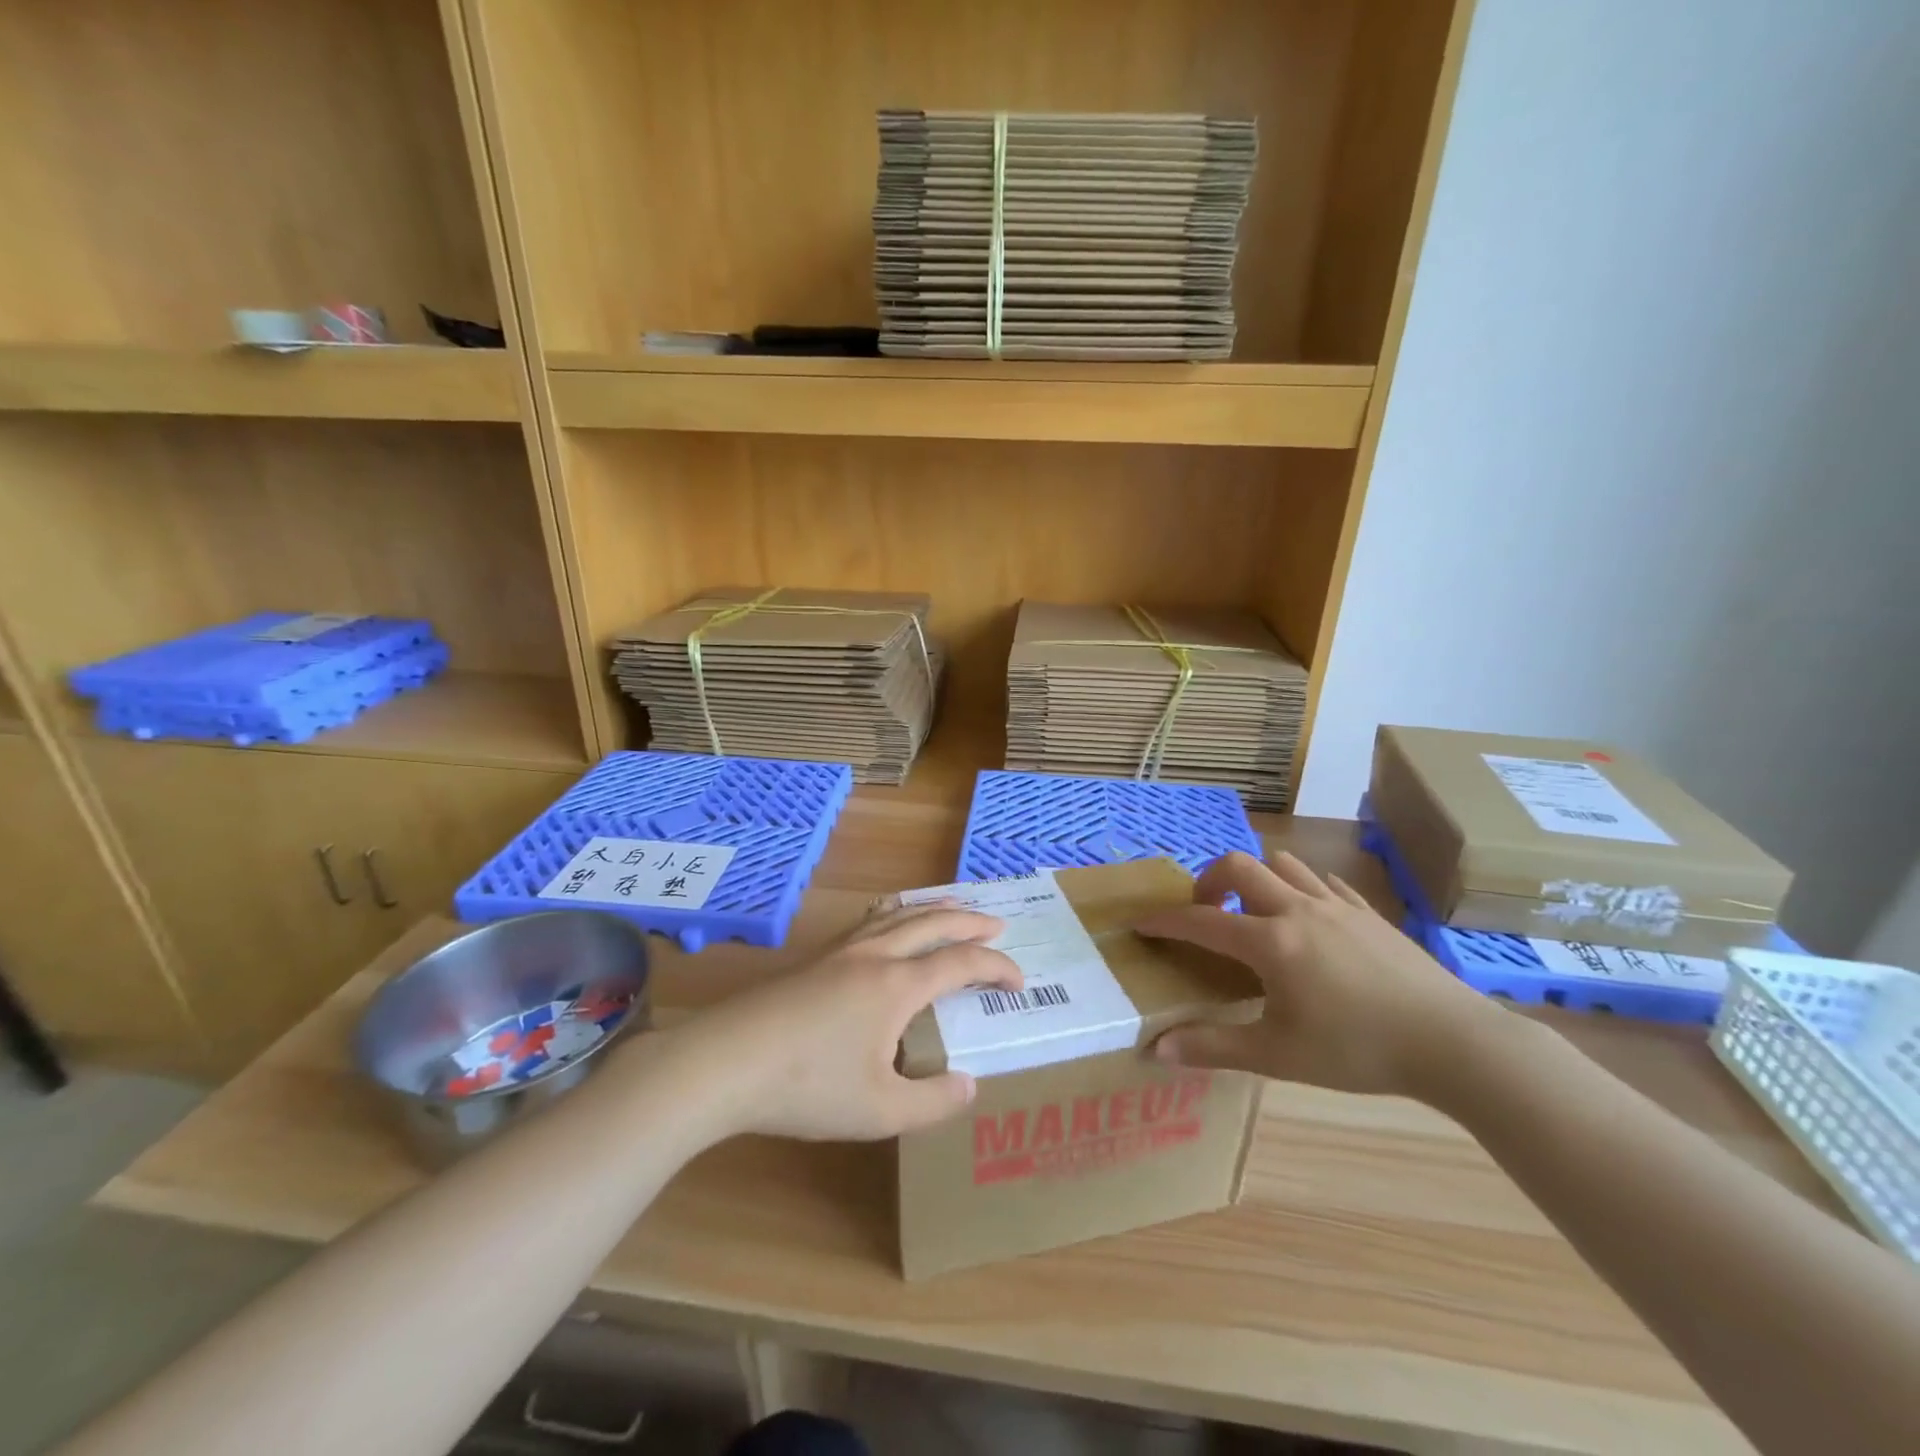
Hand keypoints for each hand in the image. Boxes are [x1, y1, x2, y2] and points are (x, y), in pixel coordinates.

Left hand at [663, 903, 1023, 1142]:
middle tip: (998, 923)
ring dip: (933, 909)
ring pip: (898, 915)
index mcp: (897, 986)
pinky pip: (869, 921)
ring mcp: (840, 952)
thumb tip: (969, 1085)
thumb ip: (932, 1101)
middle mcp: (874, 956)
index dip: (996, 968)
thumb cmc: (806, 1088)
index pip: (961, 963)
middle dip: (970, 922)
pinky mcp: (813, 959)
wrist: (725, 1061)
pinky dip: (896, 914)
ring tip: (953, 908)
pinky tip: (888, 924)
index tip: (1019, 982)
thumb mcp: (879, 1111)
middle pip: (933, 923)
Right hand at [1135, 850, 1494, 1097]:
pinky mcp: (1371, 915)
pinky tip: (1310, 914)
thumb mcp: (1278, 1055)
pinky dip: (1304, 888)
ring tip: (1255, 910)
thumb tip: (1155, 1051)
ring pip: (1285, 865)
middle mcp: (1297, 910)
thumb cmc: (1358, 1050)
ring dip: (1258, 877)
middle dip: (1210, 879)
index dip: (1166, 921)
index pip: (1203, 921)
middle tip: (1206, 911)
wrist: (1454, 1043)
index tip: (1141, 923)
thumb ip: (1214, 1048)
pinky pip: (1327, 884)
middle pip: (1241, 867)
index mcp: (1270, 942)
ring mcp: (1338, 907)